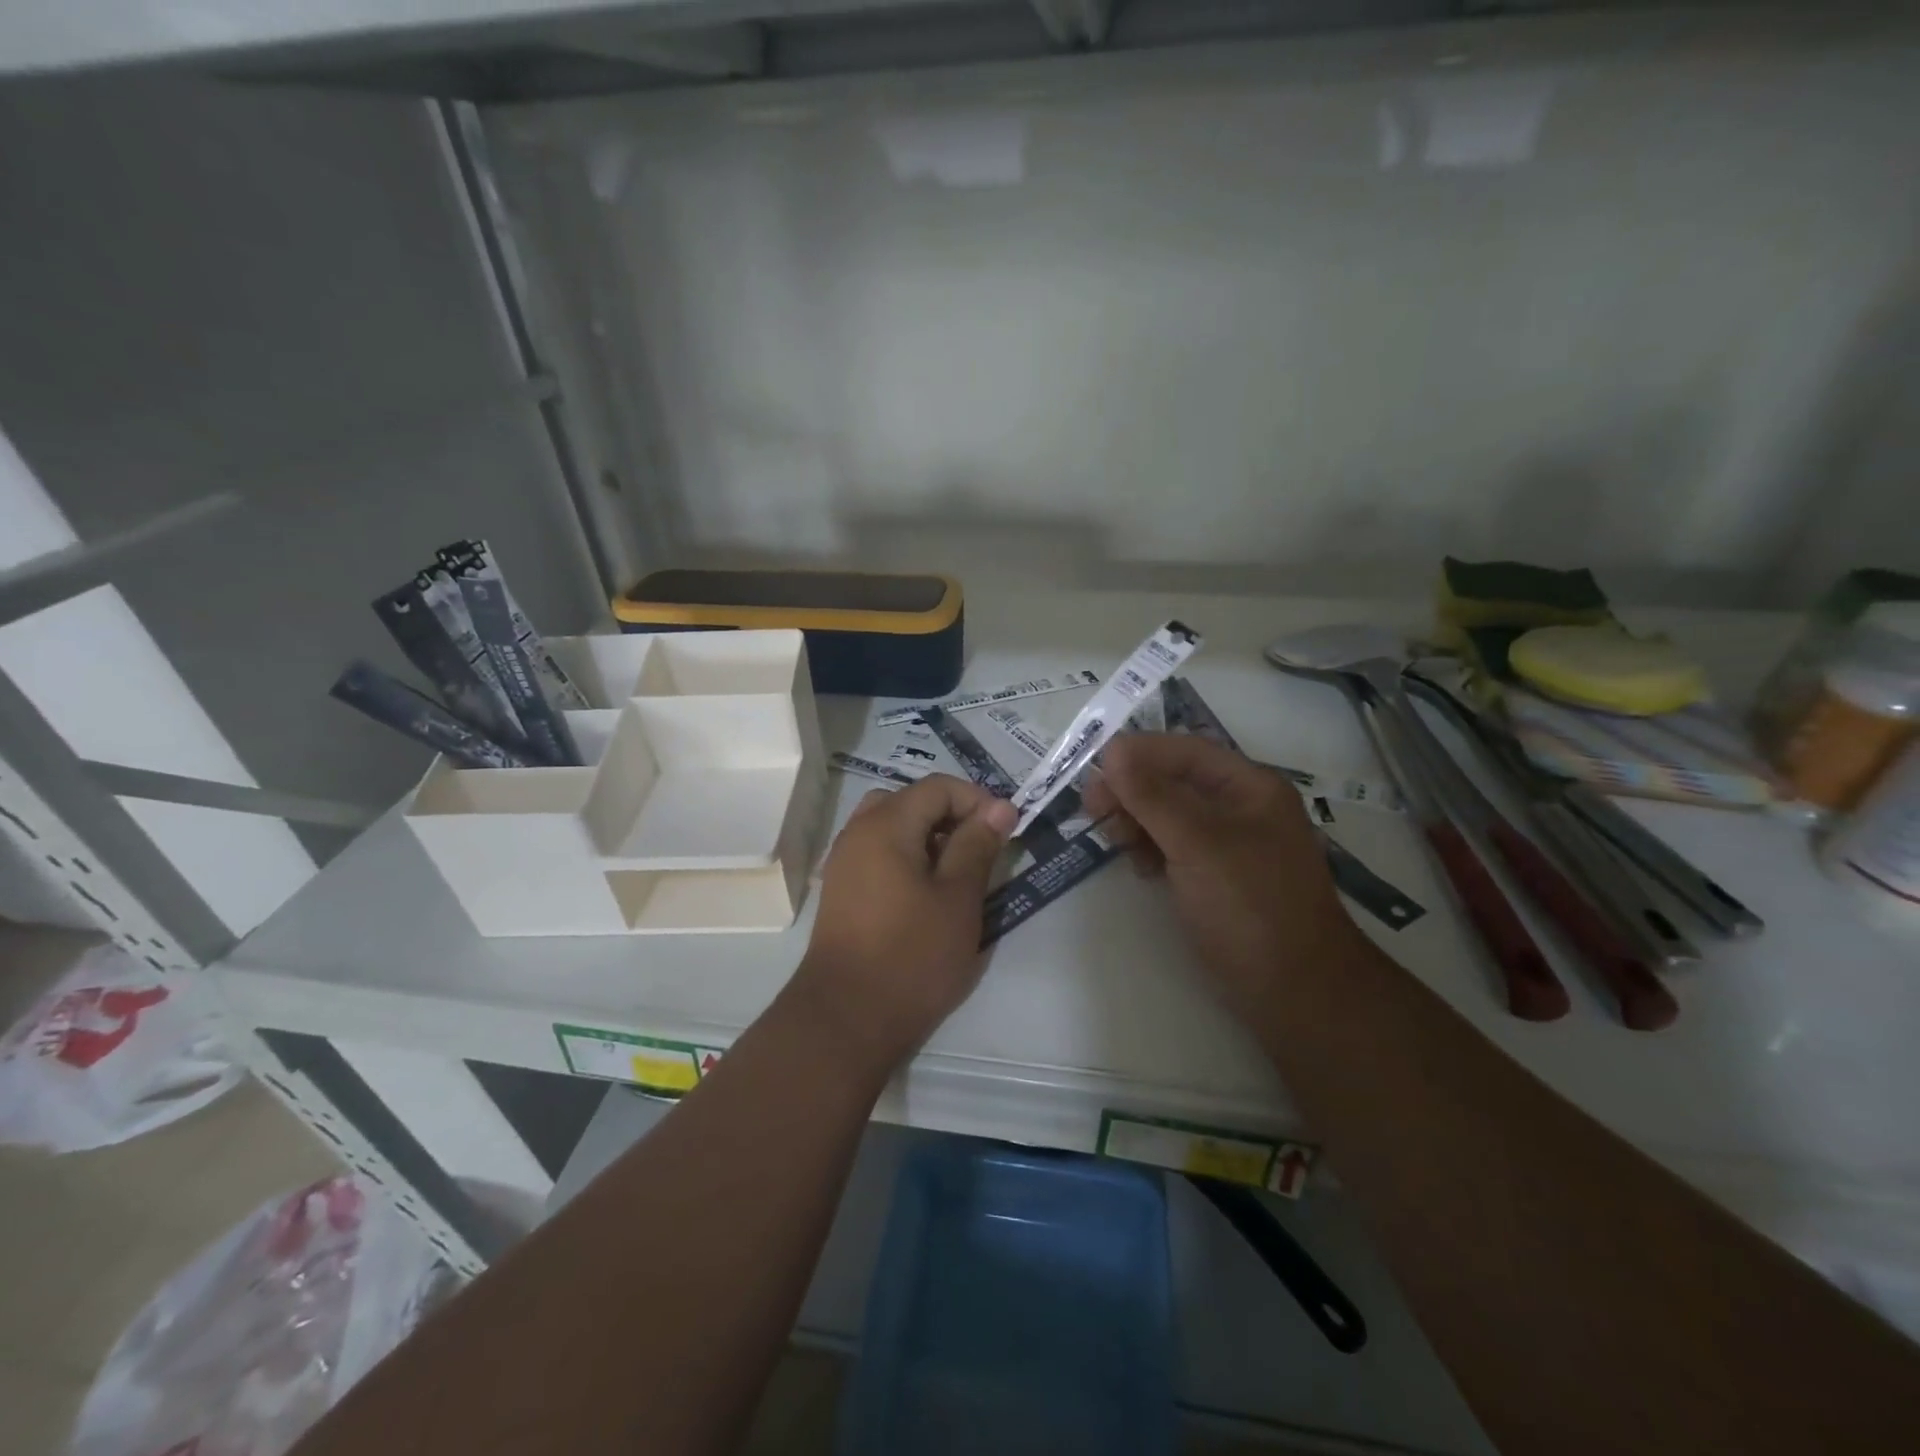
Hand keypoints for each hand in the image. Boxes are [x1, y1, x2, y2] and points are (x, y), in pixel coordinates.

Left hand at [789, 774, 1015, 1073]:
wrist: (846, 1019)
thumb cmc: (911, 955)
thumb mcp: (958, 898)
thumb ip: (978, 845)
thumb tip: (999, 807)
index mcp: (886, 824)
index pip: (938, 787)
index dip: (977, 800)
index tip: (1005, 831)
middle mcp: (858, 832)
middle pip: (911, 802)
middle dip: (951, 817)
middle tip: (980, 851)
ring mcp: (844, 862)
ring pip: (893, 828)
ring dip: (929, 838)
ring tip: (957, 875)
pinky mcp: (842, 891)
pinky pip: (879, 854)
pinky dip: (907, 858)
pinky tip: (927, 896)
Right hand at [1085, 734, 1359, 1023]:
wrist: (1295, 992)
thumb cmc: (1249, 906)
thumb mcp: (1197, 843)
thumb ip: (1153, 795)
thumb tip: (1114, 751)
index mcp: (1250, 788)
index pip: (1186, 751)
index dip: (1139, 753)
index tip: (1095, 769)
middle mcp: (1241, 809)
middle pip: (1175, 781)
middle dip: (1133, 790)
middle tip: (1092, 808)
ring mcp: (1230, 846)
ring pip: (1171, 815)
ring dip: (1138, 819)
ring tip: (1115, 840)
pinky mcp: (1217, 878)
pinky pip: (1175, 847)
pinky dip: (1152, 849)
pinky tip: (1140, 867)